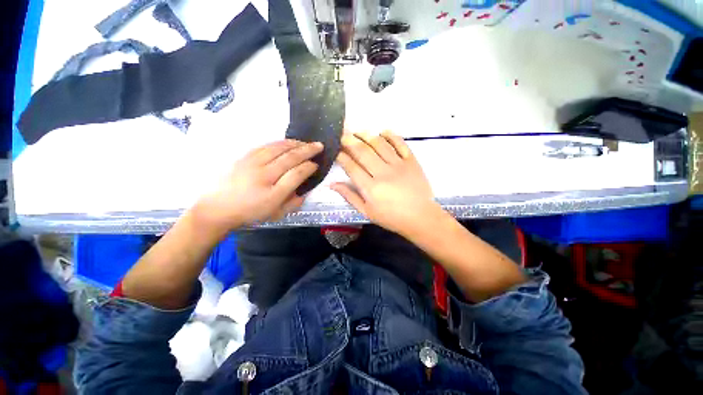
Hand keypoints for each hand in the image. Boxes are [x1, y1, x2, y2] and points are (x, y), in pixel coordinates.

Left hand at [192, 140, 322, 232]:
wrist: (217, 208)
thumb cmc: (250, 213)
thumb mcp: (276, 214)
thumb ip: (294, 203)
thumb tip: (305, 191)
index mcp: (273, 194)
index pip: (296, 175)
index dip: (309, 167)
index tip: (316, 165)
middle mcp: (264, 176)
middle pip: (290, 158)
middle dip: (307, 150)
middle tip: (319, 146)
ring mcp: (253, 164)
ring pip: (279, 148)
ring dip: (295, 144)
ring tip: (306, 143)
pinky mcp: (244, 157)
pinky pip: (266, 146)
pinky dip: (280, 143)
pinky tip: (288, 143)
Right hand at [331, 131, 441, 235]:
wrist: (420, 217)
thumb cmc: (391, 217)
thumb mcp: (366, 212)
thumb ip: (349, 196)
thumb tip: (332, 184)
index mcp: (370, 188)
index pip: (351, 167)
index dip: (341, 156)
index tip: (335, 149)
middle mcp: (383, 173)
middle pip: (363, 152)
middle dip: (350, 141)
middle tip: (342, 134)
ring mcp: (398, 165)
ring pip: (380, 145)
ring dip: (367, 135)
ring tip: (358, 131)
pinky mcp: (411, 161)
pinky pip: (400, 144)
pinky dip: (391, 135)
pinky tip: (383, 131)